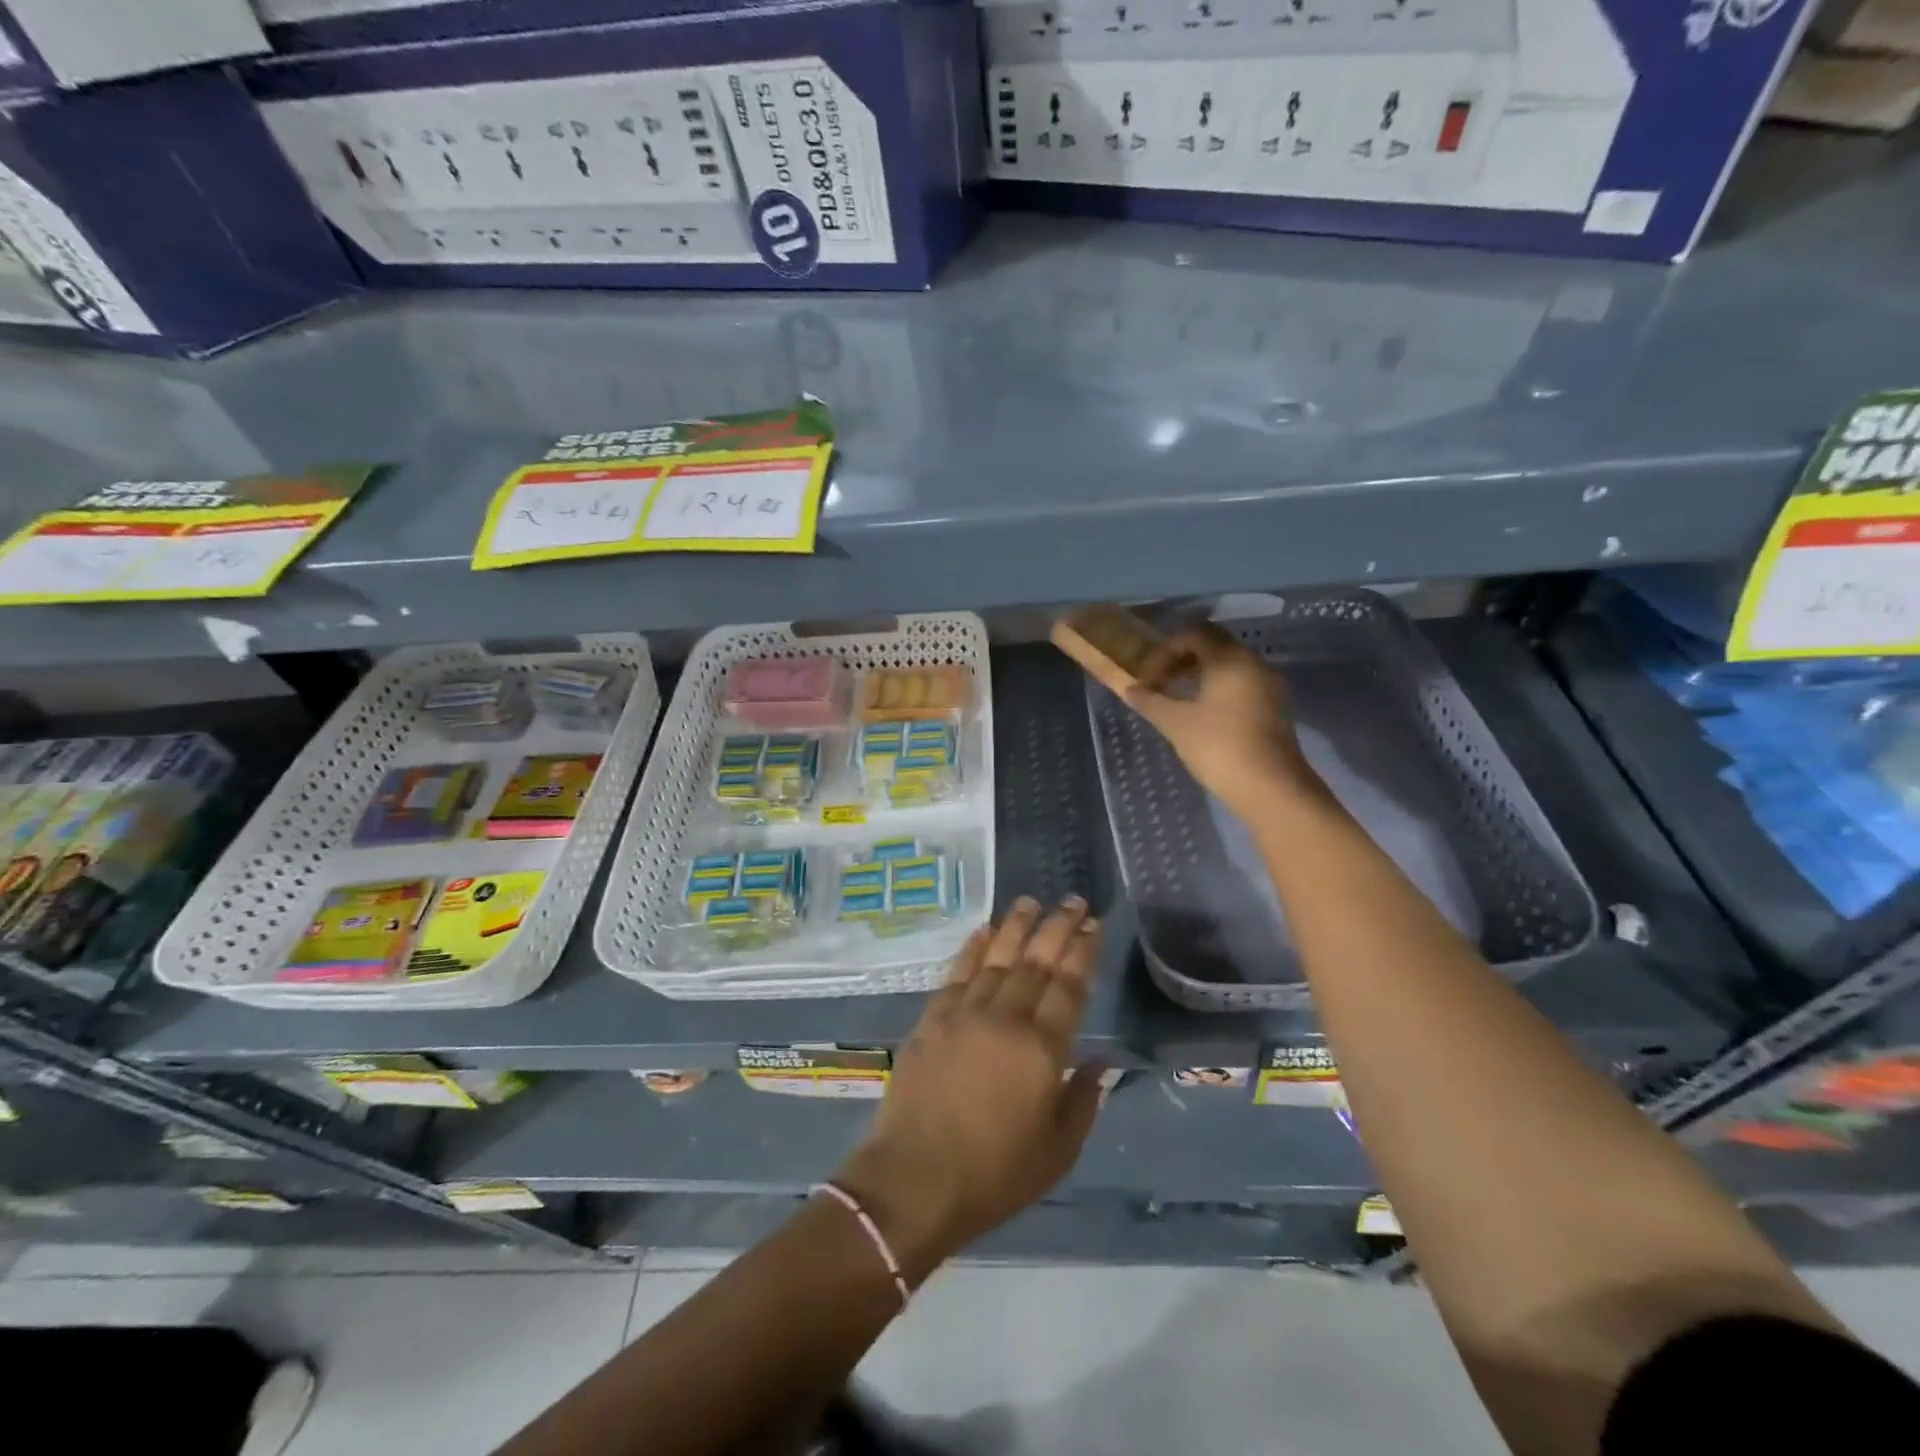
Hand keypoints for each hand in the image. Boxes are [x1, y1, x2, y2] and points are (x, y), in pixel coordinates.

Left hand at [833, 898, 1104, 1282]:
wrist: (914, 1182)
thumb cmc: (993, 1176)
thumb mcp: (1057, 1152)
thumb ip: (1082, 1101)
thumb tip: (1100, 1062)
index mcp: (1042, 1050)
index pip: (1069, 986)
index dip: (1083, 951)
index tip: (1093, 924)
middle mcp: (1005, 1019)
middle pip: (1036, 961)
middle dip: (1057, 927)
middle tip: (1072, 899)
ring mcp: (964, 1014)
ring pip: (996, 957)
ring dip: (1015, 926)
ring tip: (1031, 901)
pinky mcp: (931, 1019)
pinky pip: (957, 973)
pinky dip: (972, 948)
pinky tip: (983, 931)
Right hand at [1124, 622, 1322, 817]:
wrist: (1271, 788)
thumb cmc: (1219, 747)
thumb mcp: (1176, 723)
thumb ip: (1151, 701)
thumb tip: (1130, 689)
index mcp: (1230, 658)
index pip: (1193, 633)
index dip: (1165, 651)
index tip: (1148, 677)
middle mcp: (1253, 662)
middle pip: (1214, 645)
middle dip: (1181, 659)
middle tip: (1159, 682)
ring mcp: (1268, 684)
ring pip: (1229, 665)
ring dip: (1199, 674)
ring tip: (1176, 698)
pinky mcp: (1274, 706)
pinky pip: (1241, 683)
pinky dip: (1217, 688)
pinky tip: (1201, 713)